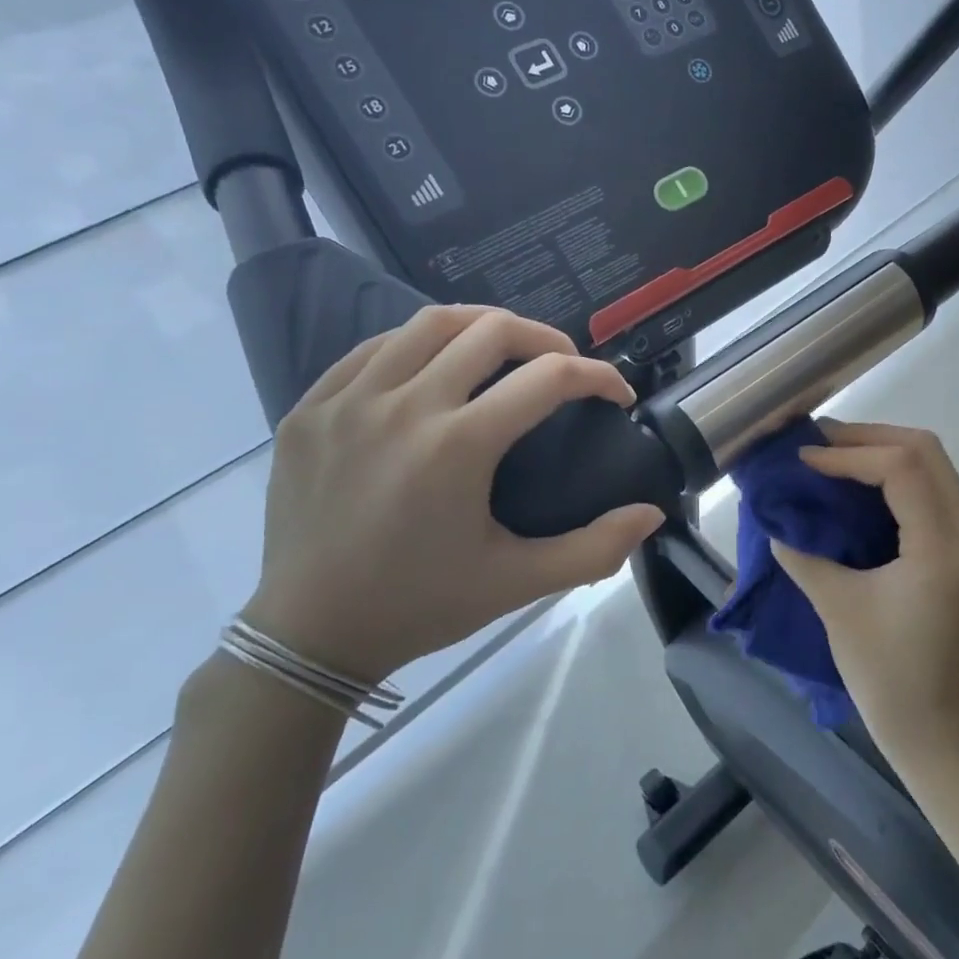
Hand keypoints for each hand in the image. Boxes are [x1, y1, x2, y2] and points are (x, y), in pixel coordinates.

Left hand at [243, 305, 664, 684]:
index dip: (598, 376)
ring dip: (482, 326)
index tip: (617, 394)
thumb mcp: (516, 583)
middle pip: (491, 330)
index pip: (548, 378)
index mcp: (457, 446)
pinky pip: (373, 348)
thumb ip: (594, 549)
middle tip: (565, 366)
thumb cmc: (420, 606)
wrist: (308, 635)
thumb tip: (651, 514)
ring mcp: (348, 401)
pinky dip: (418, 344)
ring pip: (429, 323)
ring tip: (505, 350)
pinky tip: (434, 367)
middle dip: (546, 338)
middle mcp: (403, 406)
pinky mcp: (310, 407)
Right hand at [771, 421, 958, 764]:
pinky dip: (896, 475)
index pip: (902, 468)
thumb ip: (803, 554)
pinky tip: (859, 484)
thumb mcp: (837, 607)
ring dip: (883, 451)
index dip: (849, 454)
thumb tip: (774, 519)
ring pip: (934, 465)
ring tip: (833, 455)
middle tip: (820, 444)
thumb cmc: (885, 674)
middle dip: (869, 438)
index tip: (805, 461)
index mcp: (943, 548)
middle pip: (927, 451)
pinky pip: (933, 489)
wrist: (934, 727)